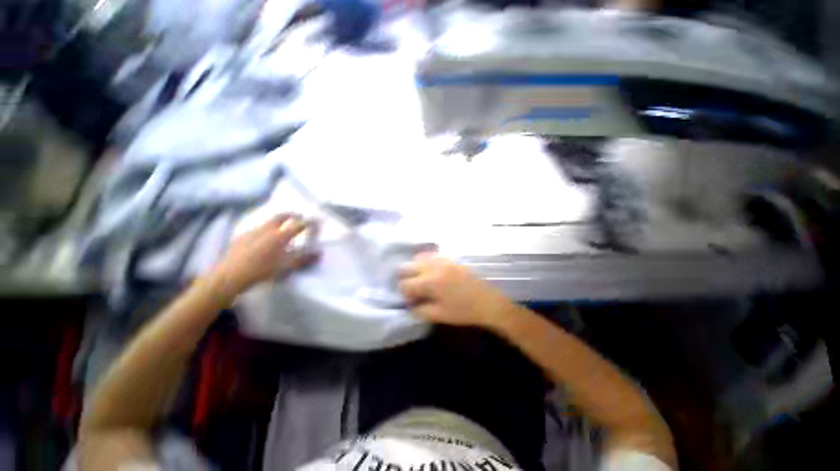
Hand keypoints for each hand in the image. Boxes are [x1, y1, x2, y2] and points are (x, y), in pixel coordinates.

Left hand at [214, 214, 316, 294]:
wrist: (230, 275)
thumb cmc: (261, 269)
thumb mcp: (286, 266)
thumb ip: (303, 259)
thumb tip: (319, 253)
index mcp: (280, 236)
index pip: (298, 225)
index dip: (308, 222)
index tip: (315, 220)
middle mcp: (267, 229)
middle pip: (280, 217)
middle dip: (290, 214)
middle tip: (297, 215)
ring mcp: (252, 232)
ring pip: (267, 221)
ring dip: (276, 221)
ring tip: (280, 226)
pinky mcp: (241, 237)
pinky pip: (256, 229)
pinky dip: (264, 229)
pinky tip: (262, 238)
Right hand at [398, 253, 514, 327]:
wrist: (487, 301)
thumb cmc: (463, 311)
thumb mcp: (439, 315)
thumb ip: (419, 310)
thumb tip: (409, 305)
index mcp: (430, 282)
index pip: (405, 284)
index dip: (404, 293)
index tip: (410, 300)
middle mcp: (433, 267)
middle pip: (407, 266)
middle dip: (405, 278)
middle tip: (413, 289)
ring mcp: (442, 260)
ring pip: (418, 258)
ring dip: (415, 268)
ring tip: (421, 279)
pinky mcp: (450, 258)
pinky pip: (431, 255)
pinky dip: (426, 262)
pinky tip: (431, 271)